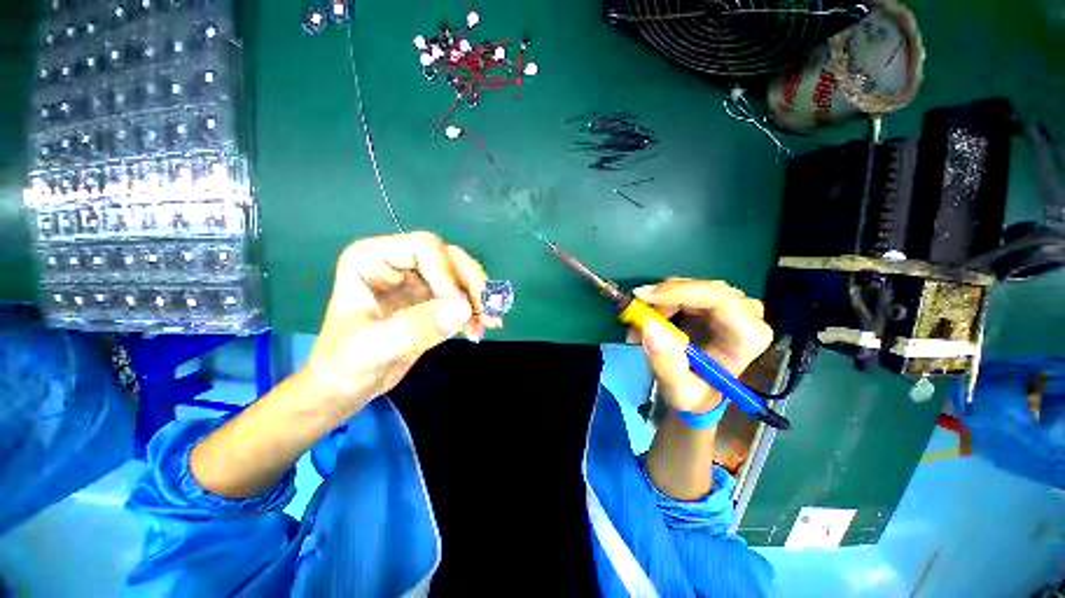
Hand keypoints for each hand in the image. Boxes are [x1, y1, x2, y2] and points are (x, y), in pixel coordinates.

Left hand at [304, 232, 499, 417]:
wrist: (347, 386)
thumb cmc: (345, 365)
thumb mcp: (374, 348)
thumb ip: (416, 327)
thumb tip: (464, 308)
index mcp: (373, 258)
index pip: (425, 248)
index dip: (448, 274)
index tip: (461, 309)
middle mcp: (398, 261)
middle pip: (450, 257)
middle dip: (472, 284)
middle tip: (489, 312)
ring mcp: (417, 279)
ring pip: (461, 275)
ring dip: (479, 298)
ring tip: (490, 323)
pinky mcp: (431, 298)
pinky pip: (462, 295)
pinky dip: (476, 310)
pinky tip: (480, 328)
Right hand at [630, 278, 773, 412]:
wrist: (700, 390)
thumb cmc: (695, 393)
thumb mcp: (678, 391)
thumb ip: (665, 364)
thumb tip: (650, 328)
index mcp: (748, 337)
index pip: (719, 300)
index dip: (680, 293)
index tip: (645, 298)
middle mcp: (747, 315)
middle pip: (703, 289)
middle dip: (665, 299)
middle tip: (637, 314)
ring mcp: (732, 304)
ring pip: (690, 286)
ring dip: (661, 302)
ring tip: (643, 325)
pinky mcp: (715, 300)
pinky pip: (684, 289)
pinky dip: (663, 301)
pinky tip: (654, 318)